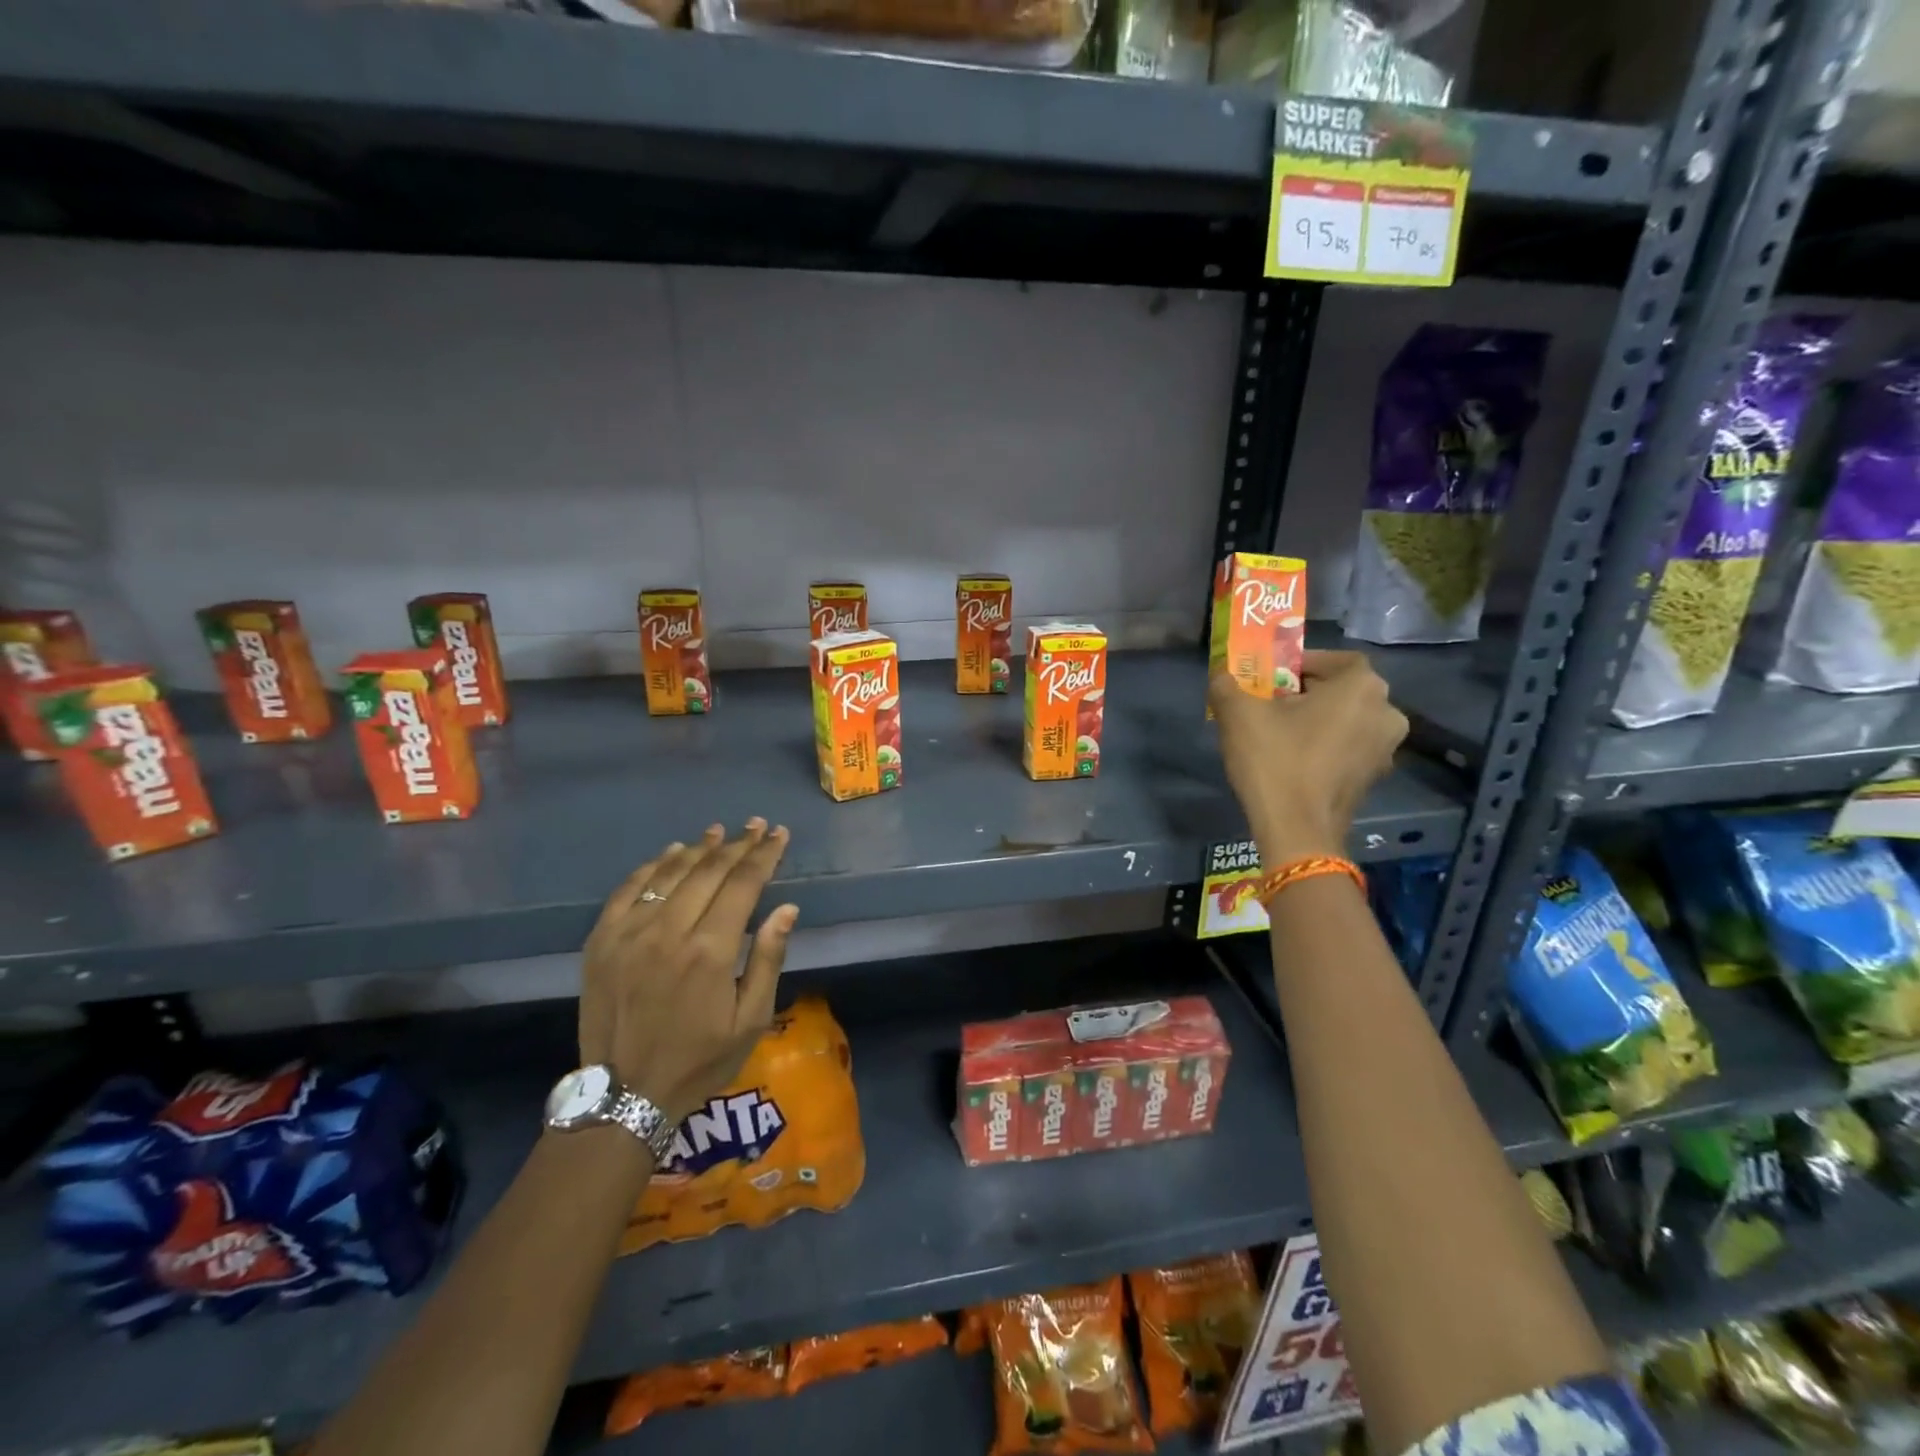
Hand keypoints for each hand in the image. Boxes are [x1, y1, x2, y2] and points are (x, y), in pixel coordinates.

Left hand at [578, 820, 799, 1123]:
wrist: (624, 1096)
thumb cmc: (699, 1060)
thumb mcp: (750, 1020)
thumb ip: (767, 959)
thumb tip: (786, 909)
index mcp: (710, 950)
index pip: (744, 884)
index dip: (765, 855)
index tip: (779, 835)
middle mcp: (669, 931)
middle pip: (709, 870)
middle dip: (738, 844)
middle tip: (757, 826)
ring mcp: (629, 933)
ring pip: (669, 873)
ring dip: (698, 848)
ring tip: (719, 832)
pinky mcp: (601, 941)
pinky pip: (629, 889)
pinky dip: (653, 866)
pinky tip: (670, 854)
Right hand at [1208, 651, 1407, 866]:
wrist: (1297, 831)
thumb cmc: (1275, 761)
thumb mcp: (1238, 714)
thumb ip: (1227, 684)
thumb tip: (1221, 674)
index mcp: (1361, 687)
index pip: (1336, 659)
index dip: (1303, 662)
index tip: (1272, 675)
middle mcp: (1386, 712)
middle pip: (1343, 690)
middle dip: (1308, 691)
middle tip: (1271, 701)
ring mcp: (1385, 749)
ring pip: (1347, 719)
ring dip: (1317, 719)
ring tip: (1279, 730)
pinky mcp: (1374, 777)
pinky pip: (1349, 746)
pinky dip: (1325, 745)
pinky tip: (1293, 757)